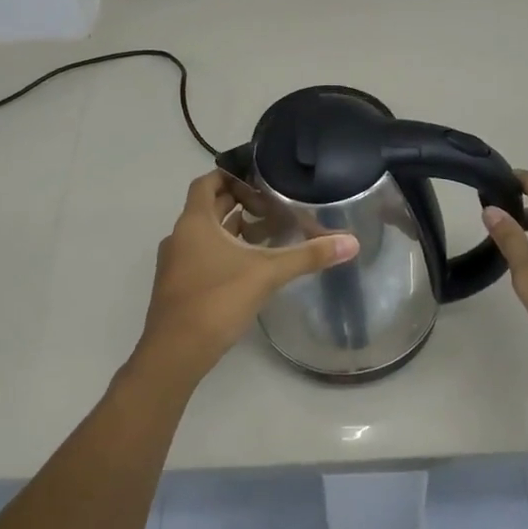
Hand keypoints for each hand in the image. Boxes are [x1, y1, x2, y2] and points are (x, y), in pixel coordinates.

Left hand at [131, 170, 359, 388]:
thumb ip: (307, 255)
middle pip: (208, 207)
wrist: (175, 353)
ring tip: (267, 230)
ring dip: (232, 229)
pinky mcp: (179, 286)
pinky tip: (250, 265)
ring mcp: (176, 263)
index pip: (207, 182)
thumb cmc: (216, 300)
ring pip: (205, 234)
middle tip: (272, 202)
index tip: (257, 176)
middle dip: (237, 202)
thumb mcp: (267, 273)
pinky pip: (202, 256)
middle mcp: (180, 236)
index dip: (230, 175)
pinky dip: (224, 251)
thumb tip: (352, 242)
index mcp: (194, 222)